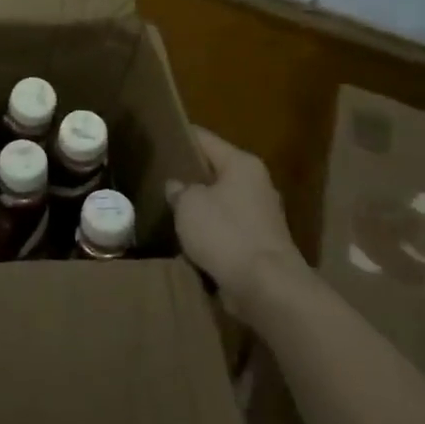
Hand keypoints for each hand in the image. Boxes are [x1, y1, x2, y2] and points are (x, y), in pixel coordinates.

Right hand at [167, 126, 306, 311]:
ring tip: (170, 208)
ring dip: (200, 207)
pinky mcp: (261, 244)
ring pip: (221, 202)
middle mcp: (256, 184)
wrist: (267, 287)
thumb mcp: (189, 204)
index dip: (180, 137)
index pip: (204, 139)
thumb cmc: (226, 233)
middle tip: (159, 176)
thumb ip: (179, 189)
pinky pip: (227, 229)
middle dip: (190, 175)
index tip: (158, 138)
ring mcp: (262, 216)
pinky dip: (211, 233)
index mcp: (242, 164)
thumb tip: (178, 186)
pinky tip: (189, 238)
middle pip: (215, 171)